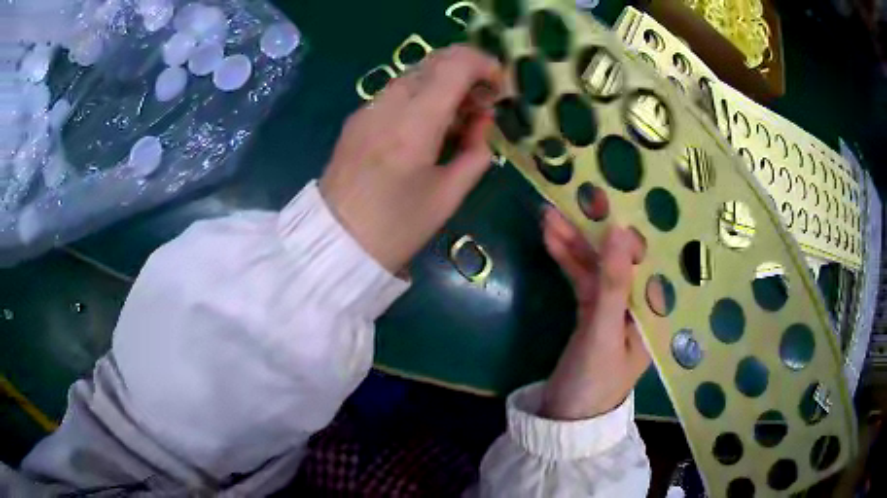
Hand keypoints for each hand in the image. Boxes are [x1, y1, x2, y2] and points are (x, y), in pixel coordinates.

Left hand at [320, 46, 502, 273]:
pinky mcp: (357, 118)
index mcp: (414, 124)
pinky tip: (427, 127)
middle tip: (483, 105)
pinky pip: (397, 91)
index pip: (455, 65)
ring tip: (458, 120)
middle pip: (435, 61)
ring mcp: (368, 108)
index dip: (484, 66)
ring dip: (445, 84)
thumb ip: (476, 152)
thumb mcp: (448, 196)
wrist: (335, 241)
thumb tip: (483, 122)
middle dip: (467, 73)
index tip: (499, 89)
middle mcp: (388, 104)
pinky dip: (422, 96)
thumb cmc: (396, 227)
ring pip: (415, 74)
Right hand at [539, 207, 651, 419]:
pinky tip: (550, 239)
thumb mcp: (604, 332)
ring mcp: (613, 307)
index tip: (606, 199)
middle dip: (595, 230)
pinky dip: (567, 260)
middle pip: (619, 258)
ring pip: (596, 265)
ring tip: (548, 213)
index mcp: (654, 309)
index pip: (645, 258)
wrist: (565, 418)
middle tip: (576, 195)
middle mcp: (638, 303)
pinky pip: (582, 279)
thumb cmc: (594, 381)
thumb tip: (620, 228)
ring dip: (574, 241)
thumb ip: (614, 283)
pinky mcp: (591, 312)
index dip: (626, 227)